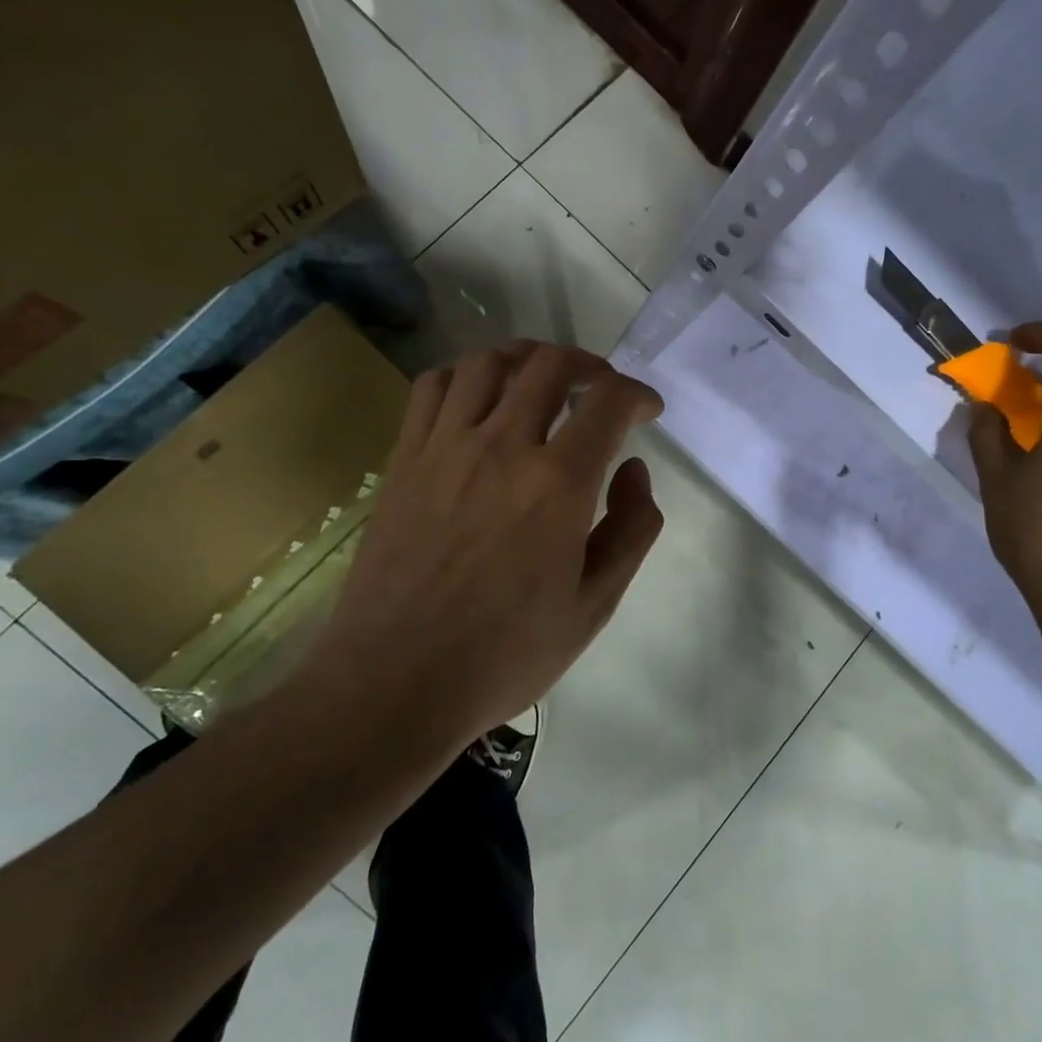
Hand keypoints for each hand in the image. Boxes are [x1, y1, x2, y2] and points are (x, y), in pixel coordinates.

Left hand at [312, 341, 664, 745]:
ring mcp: (444, 448)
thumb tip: (634, 469)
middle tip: (601, 389)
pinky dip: (465, 374)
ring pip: (489, 362)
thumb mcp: (594, 606)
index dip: (637, 394)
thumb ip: (631, 529)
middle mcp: (502, 447)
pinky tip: (479, 397)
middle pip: (550, 365)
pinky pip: (432, 387)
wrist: (394, 683)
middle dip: (589, 365)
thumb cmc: (504, 654)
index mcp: (557, 485)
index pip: (608, 402)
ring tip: (543, 379)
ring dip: (528, 358)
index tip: (647, 410)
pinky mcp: (404, 460)